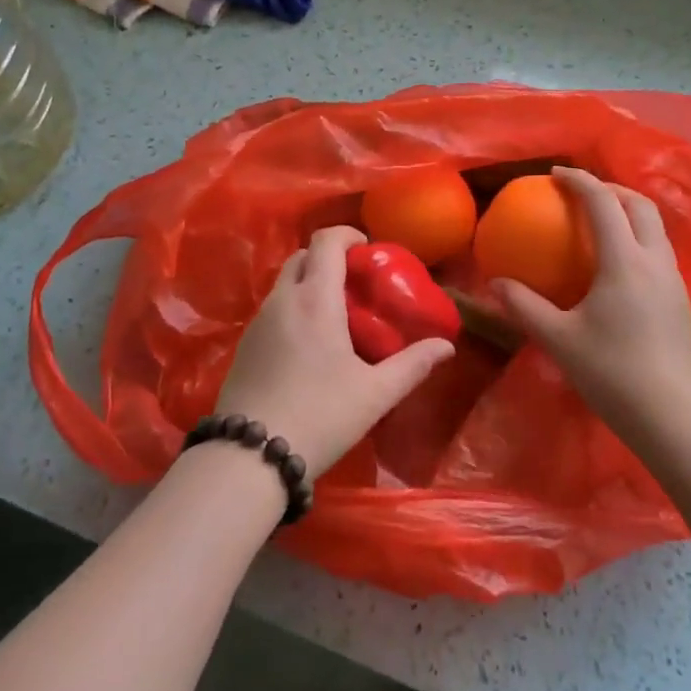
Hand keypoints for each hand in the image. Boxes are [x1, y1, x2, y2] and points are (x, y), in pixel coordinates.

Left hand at [215, 226, 455, 478]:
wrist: (251, 454)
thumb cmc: (321, 415)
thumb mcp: (375, 393)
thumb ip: (412, 365)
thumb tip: (446, 346)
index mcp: (315, 298)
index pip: (326, 241)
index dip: (347, 235)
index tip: (368, 250)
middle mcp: (282, 299)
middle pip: (302, 256)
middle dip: (328, 257)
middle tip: (354, 283)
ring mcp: (258, 320)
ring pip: (284, 282)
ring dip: (308, 282)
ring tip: (334, 314)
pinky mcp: (244, 343)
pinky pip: (272, 308)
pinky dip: (292, 307)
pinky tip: (307, 343)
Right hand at [492, 167, 690, 446]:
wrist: (674, 418)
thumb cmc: (612, 373)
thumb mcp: (558, 338)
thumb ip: (525, 307)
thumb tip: (496, 284)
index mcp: (624, 262)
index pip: (603, 204)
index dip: (579, 181)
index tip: (556, 173)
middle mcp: (655, 262)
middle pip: (640, 206)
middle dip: (610, 189)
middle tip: (581, 192)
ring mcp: (674, 282)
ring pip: (656, 229)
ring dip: (629, 213)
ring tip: (601, 222)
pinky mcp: (682, 303)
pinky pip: (659, 253)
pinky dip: (638, 240)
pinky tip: (619, 267)